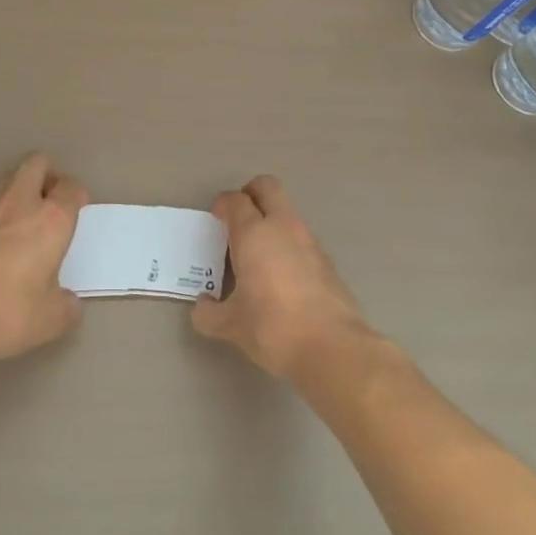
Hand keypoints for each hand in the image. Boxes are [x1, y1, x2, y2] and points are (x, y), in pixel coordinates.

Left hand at [0, 153, 86, 364]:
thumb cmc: (9, 312)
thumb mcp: (52, 320)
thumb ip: (66, 305)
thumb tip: (66, 301)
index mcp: (51, 220)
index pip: (70, 187)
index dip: (77, 195)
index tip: (77, 212)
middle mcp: (20, 205)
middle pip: (36, 164)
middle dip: (48, 175)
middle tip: (52, 203)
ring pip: (8, 183)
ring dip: (21, 196)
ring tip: (26, 229)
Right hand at [193, 176, 371, 378]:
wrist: (332, 347)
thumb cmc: (272, 327)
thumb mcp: (230, 325)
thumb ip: (209, 313)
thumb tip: (202, 307)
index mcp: (253, 234)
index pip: (236, 200)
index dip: (223, 204)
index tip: (216, 218)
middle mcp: (282, 227)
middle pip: (267, 187)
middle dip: (251, 193)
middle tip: (239, 216)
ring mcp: (309, 241)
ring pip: (287, 213)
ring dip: (272, 221)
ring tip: (258, 254)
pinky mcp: (327, 260)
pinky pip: (301, 239)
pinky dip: (288, 246)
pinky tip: (282, 277)